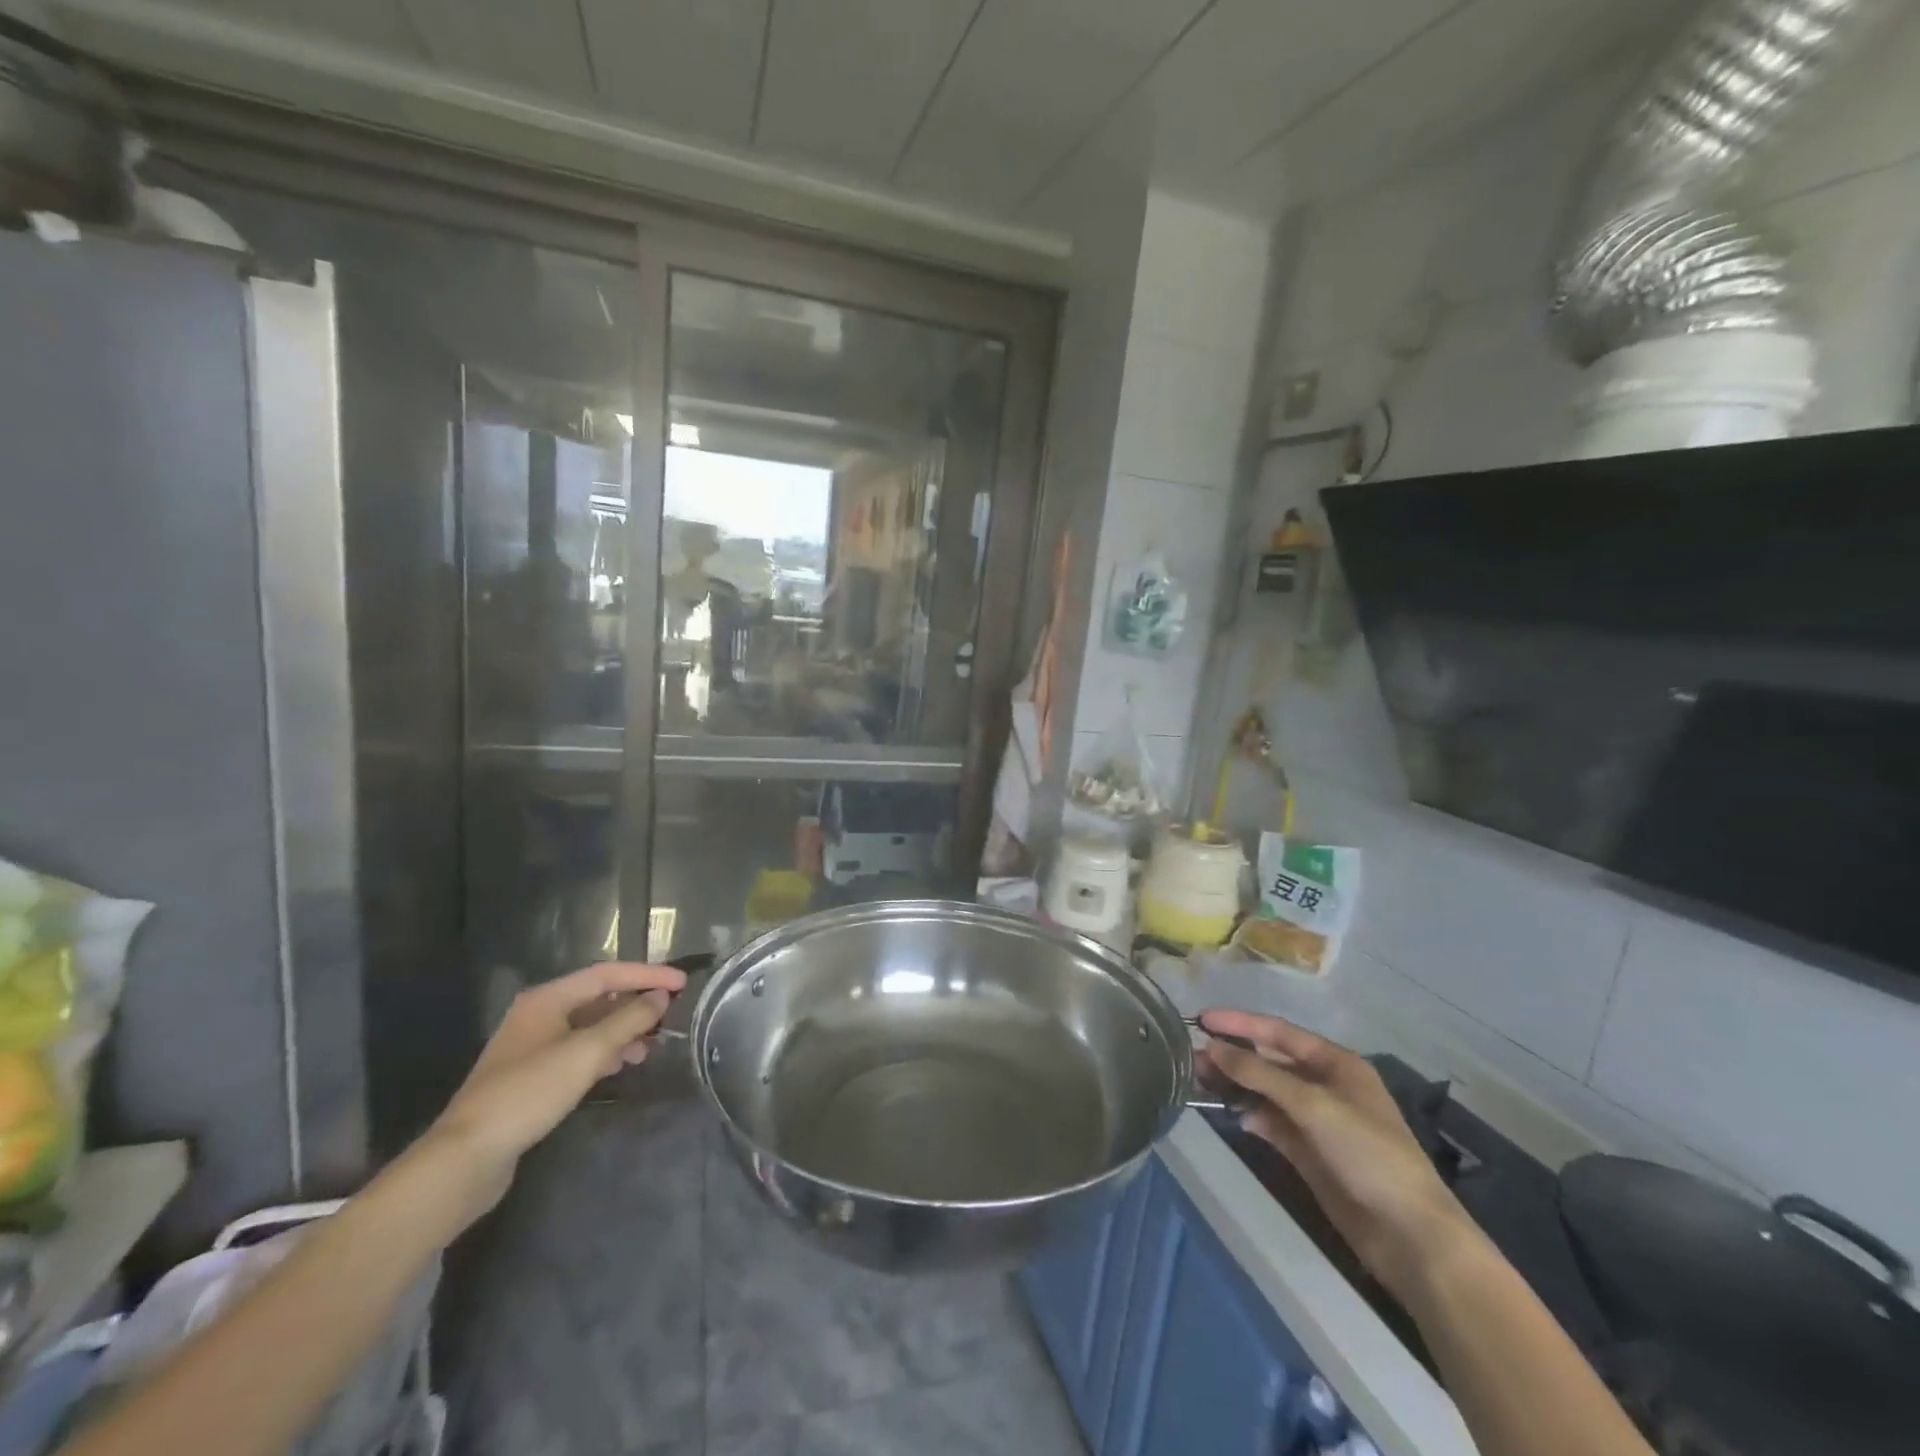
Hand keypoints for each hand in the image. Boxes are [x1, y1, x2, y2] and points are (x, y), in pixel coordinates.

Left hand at [425, 962, 686, 1217]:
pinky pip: (580, 1050)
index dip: (648, 975)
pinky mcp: (533, 1076)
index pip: (608, 973)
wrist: (467, 1157)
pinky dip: (605, 1052)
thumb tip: (661, 997)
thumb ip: (628, 1021)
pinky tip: (623, 1066)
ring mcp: (534, 1046)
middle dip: (636, 1004)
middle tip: (671, 1015)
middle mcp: (540, 1014)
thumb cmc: (529, 1093)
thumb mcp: (587, 1052)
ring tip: (651, 1046)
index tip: (682, 983)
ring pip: (591, 1026)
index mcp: (547, 999)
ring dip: (623, 1031)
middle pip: (599, 997)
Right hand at [1199, 1010, 1475, 1300]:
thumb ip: (1260, 1074)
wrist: (1408, 1235)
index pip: (1279, 1033)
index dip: (1240, 1023)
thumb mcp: (1312, 1105)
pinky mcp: (1308, 1151)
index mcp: (1336, 1063)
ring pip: (1266, 1091)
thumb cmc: (1368, 1153)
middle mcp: (1325, 1084)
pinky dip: (1249, 1114)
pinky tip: (1229, 1113)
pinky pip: (1270, 1121)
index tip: (1201, 1019)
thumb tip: (1213, 1048)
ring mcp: (1316, 1119)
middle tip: (1190, 1054)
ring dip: (1235, 1084)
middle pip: (1270, 1061)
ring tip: (1197, 1080)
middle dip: (1232, 1055)